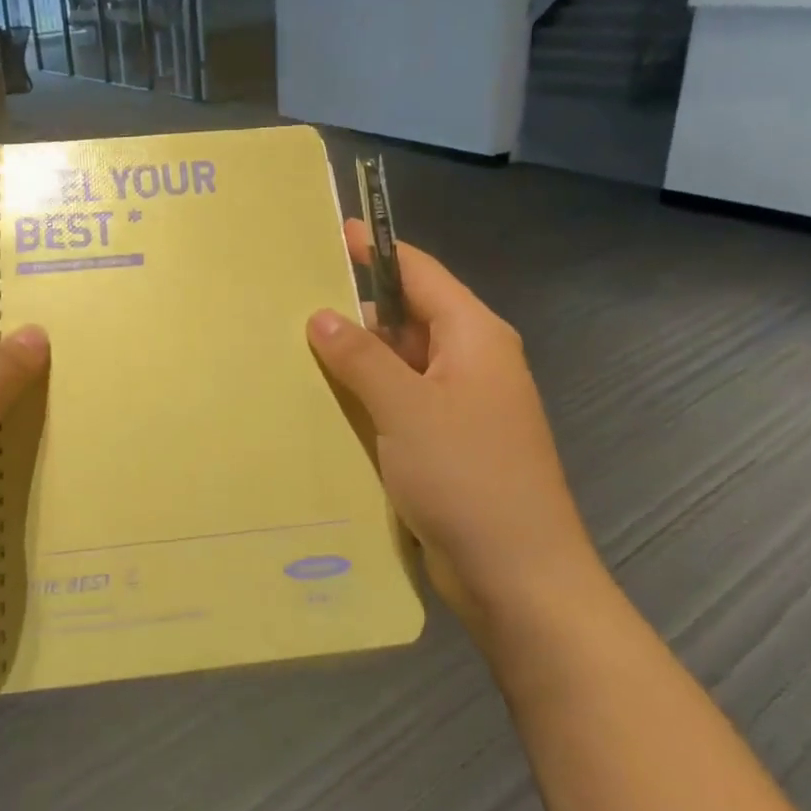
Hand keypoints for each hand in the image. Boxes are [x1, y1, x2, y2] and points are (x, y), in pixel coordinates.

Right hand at [306, 221, 597, 643]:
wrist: (518, 576)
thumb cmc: (467, 477)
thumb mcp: (406, 408)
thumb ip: (361, 357)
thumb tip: (322, 316)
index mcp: (474, 336)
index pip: (420, 273)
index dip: (376, 250)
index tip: (329, 234)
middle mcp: (471, 362)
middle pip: (408, 317)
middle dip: (356, 310)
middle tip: (292, 302)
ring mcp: (461, 407)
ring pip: (400, 365)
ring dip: (357, 360)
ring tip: (294, 349)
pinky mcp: (447, 445)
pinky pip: (400, 405)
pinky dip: (367, 399)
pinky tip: (324, 404)